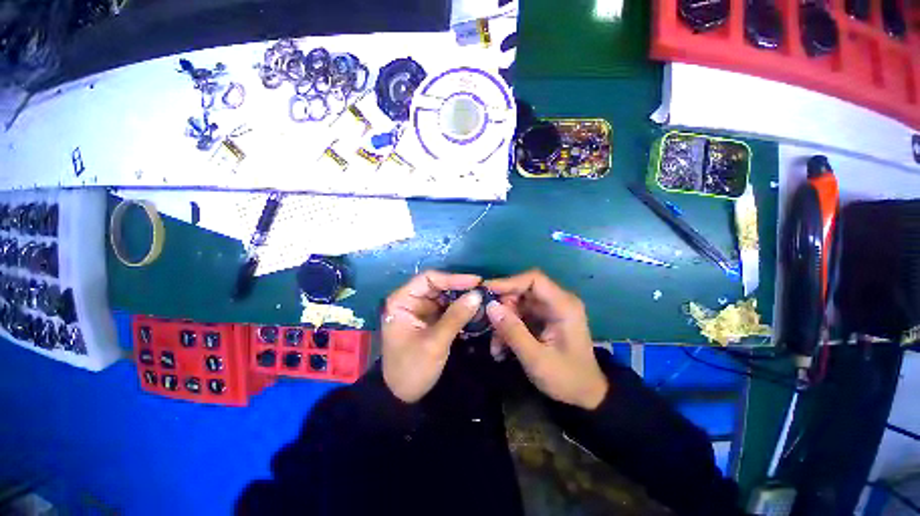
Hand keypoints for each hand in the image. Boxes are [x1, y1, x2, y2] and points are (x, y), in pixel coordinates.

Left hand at [381, 270, 483, 402]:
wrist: (402, 397)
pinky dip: (461, 310)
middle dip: (460, 289)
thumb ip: (456, 317)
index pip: (428, 279)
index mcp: (402, 301)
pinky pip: (448, 308)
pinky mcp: (430, 320)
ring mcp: (421, 310)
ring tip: (483, 301)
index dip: (453, 278)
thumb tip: (477, 295)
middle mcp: (411, 300)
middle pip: (438, 286)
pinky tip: (475, 312)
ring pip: (445, 296)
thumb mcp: (435, 342)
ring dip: (463, 299)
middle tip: (484, 292)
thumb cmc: (412, 368)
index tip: (476, 282)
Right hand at [484, 270, 607, 409]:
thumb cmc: (566, 378)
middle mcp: (557, 302)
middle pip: (522, 291)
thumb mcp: (536, 359)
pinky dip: (508, 328)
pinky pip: (520, 315)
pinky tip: (501, 349)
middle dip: (503, 308)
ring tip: (495, 347)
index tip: (486, 291)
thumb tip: (490, 306)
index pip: (534, 279)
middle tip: (488, 326)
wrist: (586, 396)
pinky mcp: (543, 319)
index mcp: (563, 306)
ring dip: (503, 322)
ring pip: (517, 304)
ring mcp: (550, 310)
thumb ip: (513, 332)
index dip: (508, 282)